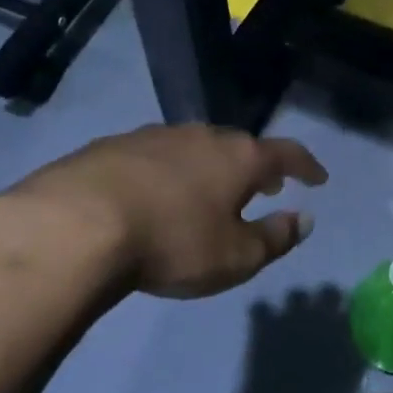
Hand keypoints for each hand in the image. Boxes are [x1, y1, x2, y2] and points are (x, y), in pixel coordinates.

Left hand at [0, 123, 327, 299]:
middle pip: (239, 145)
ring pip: (194, 147)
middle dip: (257, 165)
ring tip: (212, 189)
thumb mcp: (236, 256)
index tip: (318, 178)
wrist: (73, 226)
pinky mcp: (109, 147)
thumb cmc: (172, 242)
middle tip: (267, 185)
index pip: (286, 153)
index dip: (306, 166)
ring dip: (211, 166)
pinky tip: (157, 194)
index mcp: (238, 157)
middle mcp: (200, 136)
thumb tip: (304, 219)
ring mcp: (152, 137)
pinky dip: (169, 172)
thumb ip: (276, 238)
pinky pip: (155, 157)